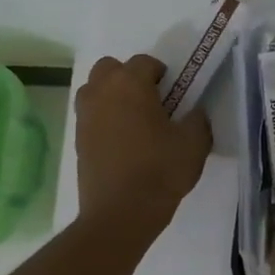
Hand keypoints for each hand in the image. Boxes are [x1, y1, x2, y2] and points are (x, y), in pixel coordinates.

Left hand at [74, 55, 212, 234]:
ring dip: (112, 95)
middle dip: (129, 77)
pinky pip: (91, 115)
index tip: (175, 92)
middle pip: (110, 68)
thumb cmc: (160, 170)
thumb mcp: (195, 143)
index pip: (144, 62)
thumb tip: (193, 112)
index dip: (162, 73)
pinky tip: (124, 141)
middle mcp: (101, 92)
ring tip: (135, 119)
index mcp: (130, 85)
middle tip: (151, 100)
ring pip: (95, 90)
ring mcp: (84, 116)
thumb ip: (197, 119)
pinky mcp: (77, 140)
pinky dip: (105, 118)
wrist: (121, 213)